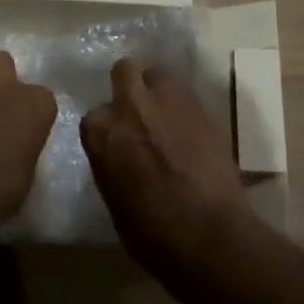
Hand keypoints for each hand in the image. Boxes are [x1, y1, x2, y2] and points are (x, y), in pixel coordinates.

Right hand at [81, 58, 245, 271]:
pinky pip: (187, 94)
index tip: (116, 142)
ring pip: (159, 74)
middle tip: (138, 109)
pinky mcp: (203, 107)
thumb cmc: (151, 232)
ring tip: (167, 114)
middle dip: (129, 83)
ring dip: (158, 90)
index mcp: (101, 132)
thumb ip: (110, 163)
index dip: (107, 128)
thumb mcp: (113, 199)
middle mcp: (131, 106)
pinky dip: (184, 106)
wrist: (208, 233)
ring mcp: (169, 101)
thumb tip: (119, 156)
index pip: (94, 115)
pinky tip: (190, 129)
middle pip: (125, 70)